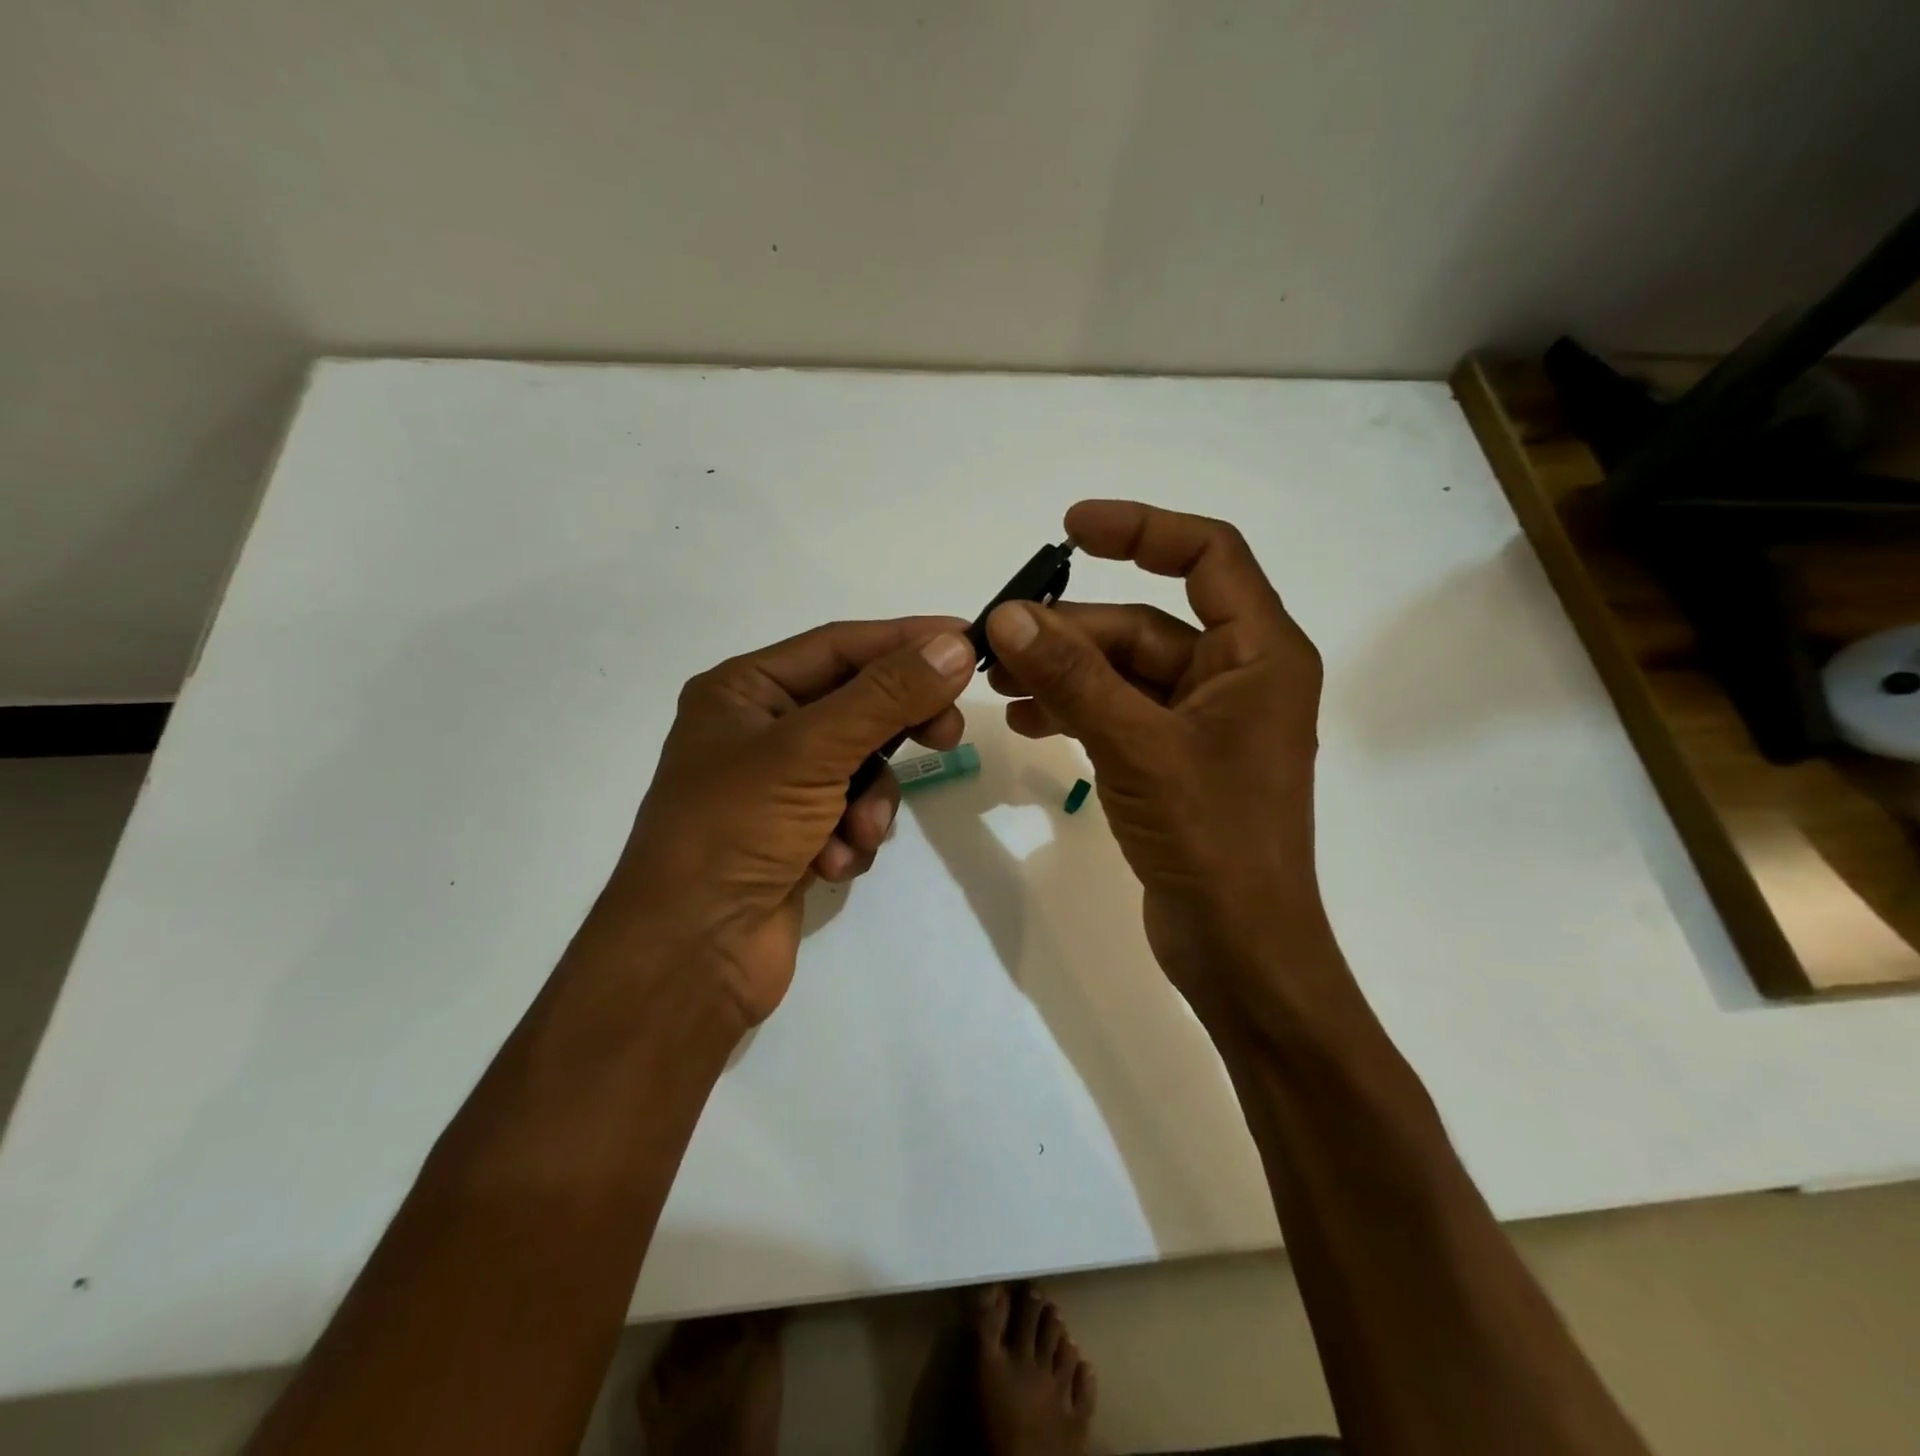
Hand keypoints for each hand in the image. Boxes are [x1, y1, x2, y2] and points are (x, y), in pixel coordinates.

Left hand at [602, 618, 975, 1027]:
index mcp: (744, 690)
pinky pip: (850, 814)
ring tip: (858, 832)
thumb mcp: (812, 750)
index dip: (905, 640)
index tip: (966, 638)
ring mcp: (777, 787)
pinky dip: (852, 838)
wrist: (691, 955)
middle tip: (948, 733)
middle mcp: (758, 730)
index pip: (840, 645)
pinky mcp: (795, 835)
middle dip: (899, 726)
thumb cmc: (737, 830)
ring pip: (861, 767)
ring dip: (870, 801)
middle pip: (856, 705)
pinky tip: (831, 866)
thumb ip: (886, 696)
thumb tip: (952, 645)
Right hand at [985, 501, 1333, 1018]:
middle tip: (995, 641)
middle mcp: (1237, 678)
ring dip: (1064, 672)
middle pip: (1144, 625)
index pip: (1208, 555)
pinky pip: (1119, 715)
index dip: (1142, 529)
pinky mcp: (1175, 762)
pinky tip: (1026, 721)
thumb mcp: (1137, 745)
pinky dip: (1075, 711)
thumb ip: (1073, 678)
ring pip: (1124, 673)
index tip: (1070, 528)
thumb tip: (1008, 616)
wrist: (1240, 948)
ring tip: (997, 683)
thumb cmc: (1212, 839)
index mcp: (1259, 654)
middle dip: (1071, 631)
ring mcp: (1204, 724)